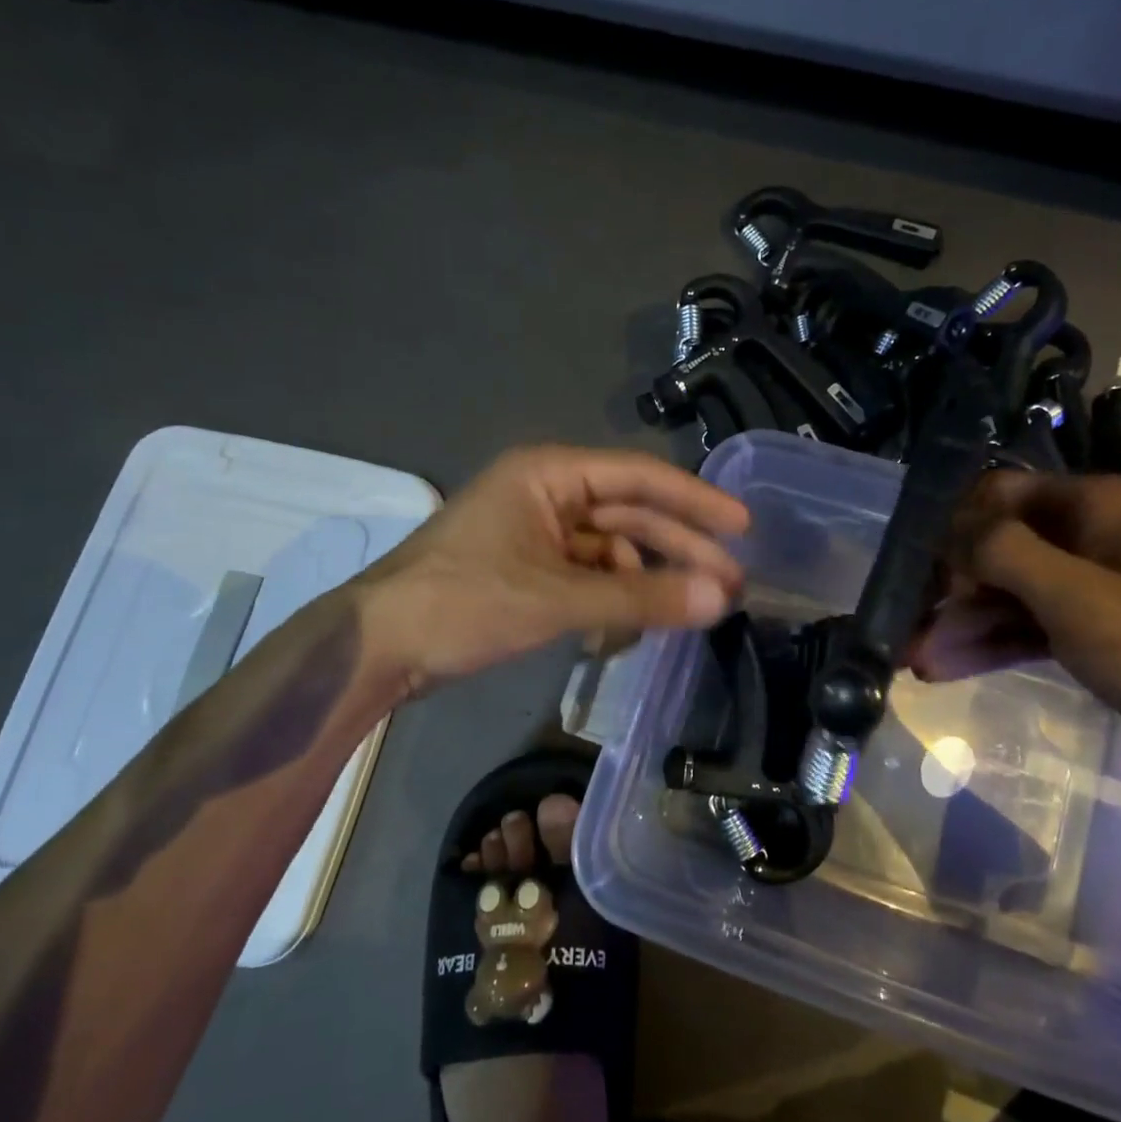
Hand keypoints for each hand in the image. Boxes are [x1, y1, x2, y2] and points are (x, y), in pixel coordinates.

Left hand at [354, 445, 749, 695]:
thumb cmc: (463, 605)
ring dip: (647, 580)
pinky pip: (587, 575)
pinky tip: (636, 625)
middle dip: (679, 549)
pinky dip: (613, 598)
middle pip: (629, 515)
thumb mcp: (558, 601)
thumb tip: (721, 599)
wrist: (378, 647)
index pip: (639, 476)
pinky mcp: (527, 569)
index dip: (695, 501)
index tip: (742, 526)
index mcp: (549, 475)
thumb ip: (642, 600)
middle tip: (731, 583)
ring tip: (692, 611)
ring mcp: (535, 532)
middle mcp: (546, 493)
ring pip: (610, 549)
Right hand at [907, 470, 1120, 790]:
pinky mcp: (1095, 627)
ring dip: (964, 623)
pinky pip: (1030, 625)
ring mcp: (1091, 583)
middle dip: (950, 589)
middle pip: (995, 548)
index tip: (928, 578)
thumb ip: (1005, 553)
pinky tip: (949, 667)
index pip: (996, 495)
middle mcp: (1087, 534)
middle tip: (911, 632)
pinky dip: (992, 643)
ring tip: (919, 661)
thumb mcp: (1080, 598)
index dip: (954, 530)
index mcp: (1091, 506)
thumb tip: (950, 533)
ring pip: (1008, 593)